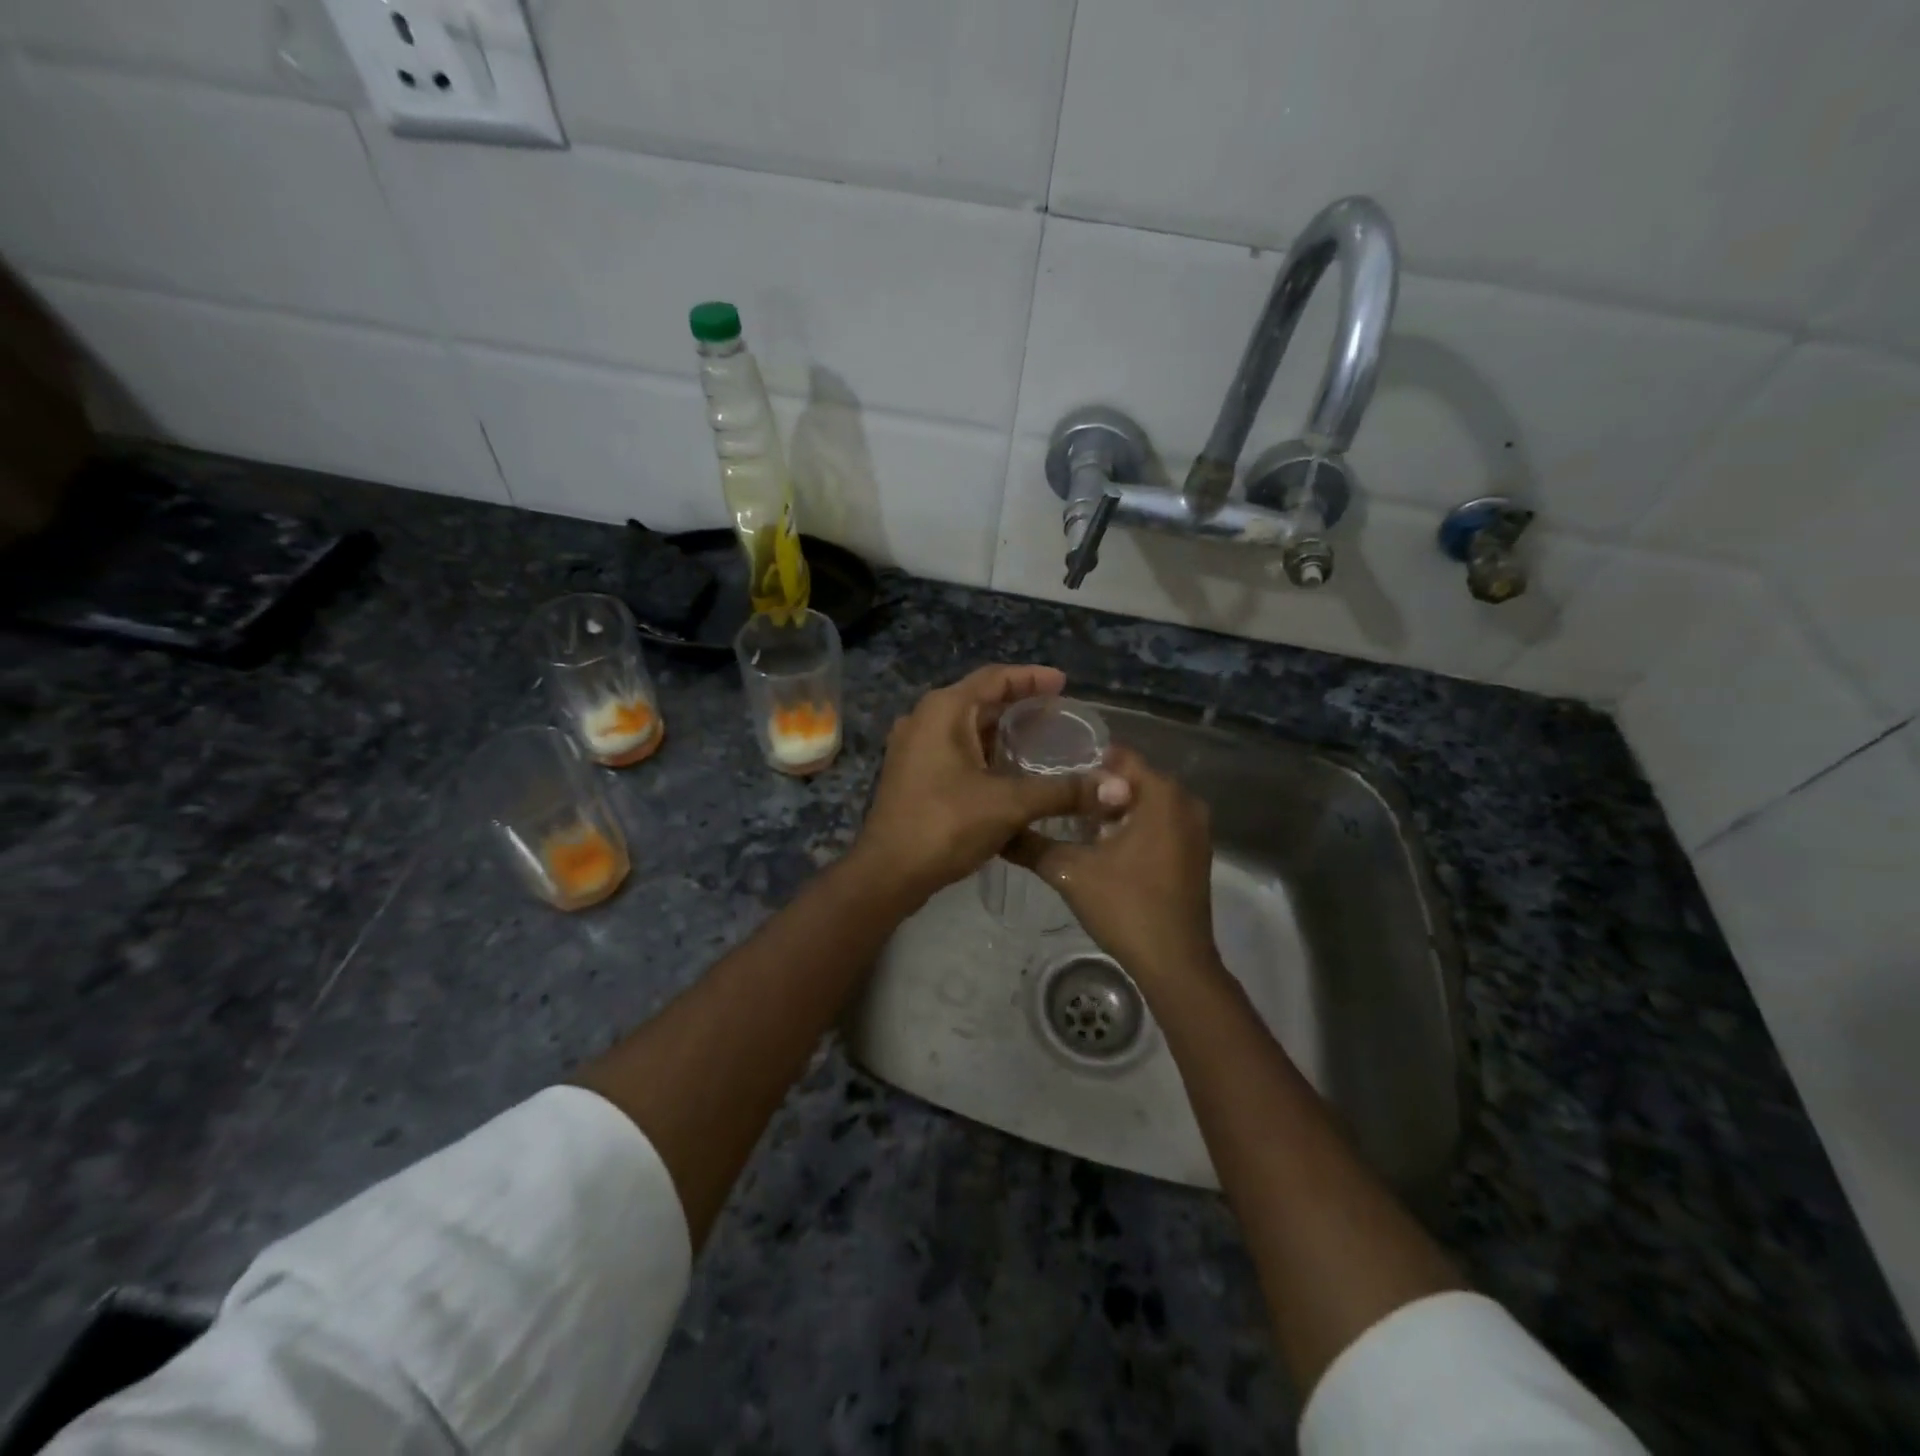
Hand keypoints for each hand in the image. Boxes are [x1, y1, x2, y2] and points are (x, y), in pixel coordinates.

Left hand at [850, 665, 1113, 906]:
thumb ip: (1062, 791)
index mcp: (943, 710)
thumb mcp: (1009, 804)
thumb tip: (1117, 787)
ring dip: (1000, 731)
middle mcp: (924, 719)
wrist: (888, 873)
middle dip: (1019, 705)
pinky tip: (1009, 771)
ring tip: (1040, 740)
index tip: (1064, 683)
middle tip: (1058, 714)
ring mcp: (913, 747)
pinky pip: (954, 749)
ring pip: (966, 727)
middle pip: (979, 699)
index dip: (1032, 678)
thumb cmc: (945, 825)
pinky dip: (983, 752)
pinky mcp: (912, 773)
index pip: (994, 677)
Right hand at [1005, 746, 1219, 989]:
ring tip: (1073, 823)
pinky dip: (1134, 827)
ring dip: (1114, 811)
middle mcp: (1186, 803)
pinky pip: (1160, 824)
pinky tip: (1103, 847)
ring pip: (1146, 804)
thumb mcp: (1071, 872)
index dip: (1084, 763)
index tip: (1053, 774)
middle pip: (1133, 780)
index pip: (1119, 757)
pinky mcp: (1195, 854)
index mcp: (1162, 795)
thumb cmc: (1126, 906)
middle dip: (1097, 789)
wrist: (1174, 963)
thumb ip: (1033, 845)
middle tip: (1057, 800)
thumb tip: (1000, 831)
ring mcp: (1196, 830)